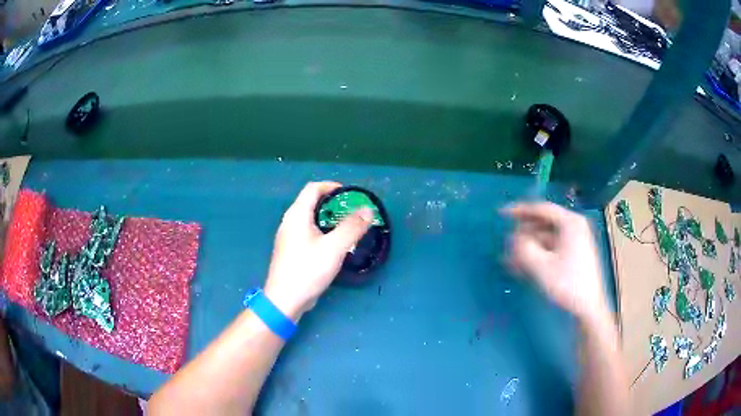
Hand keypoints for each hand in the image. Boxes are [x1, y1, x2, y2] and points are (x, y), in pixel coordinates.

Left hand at [264, 182, 372, 320]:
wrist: (284, 300)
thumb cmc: (307, 270)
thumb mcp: (334, 248)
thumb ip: (352, 227)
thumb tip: (368, 210)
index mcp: (297, 215)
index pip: (313, 188)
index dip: (332, 186)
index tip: (350, 195)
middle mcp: (289, 222)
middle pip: (311, 202)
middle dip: (333, 203)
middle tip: (352, 212)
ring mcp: (288, 237)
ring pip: (310, 219)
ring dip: (328, 219)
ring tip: (347, 227)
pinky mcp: (290, 251)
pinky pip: (308, 233)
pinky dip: (322, 232)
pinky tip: (333, 245)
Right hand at [503, 202, 607, 324]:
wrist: (588, 307)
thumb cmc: (568, 284)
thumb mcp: (541, 267)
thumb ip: (524, 248)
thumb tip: (514, 239)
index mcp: (570, 223)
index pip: (541, 209)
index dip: (519, 210)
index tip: (501, 214)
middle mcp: (573, 227)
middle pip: (542, 224)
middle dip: (522, 236)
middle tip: (506, 246)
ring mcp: (574, 241)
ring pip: (544, 238)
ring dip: (527, 248)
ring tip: (509, 261)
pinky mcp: (572, 254)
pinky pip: (550, 249)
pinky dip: (536, 255)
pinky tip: (521, 267)